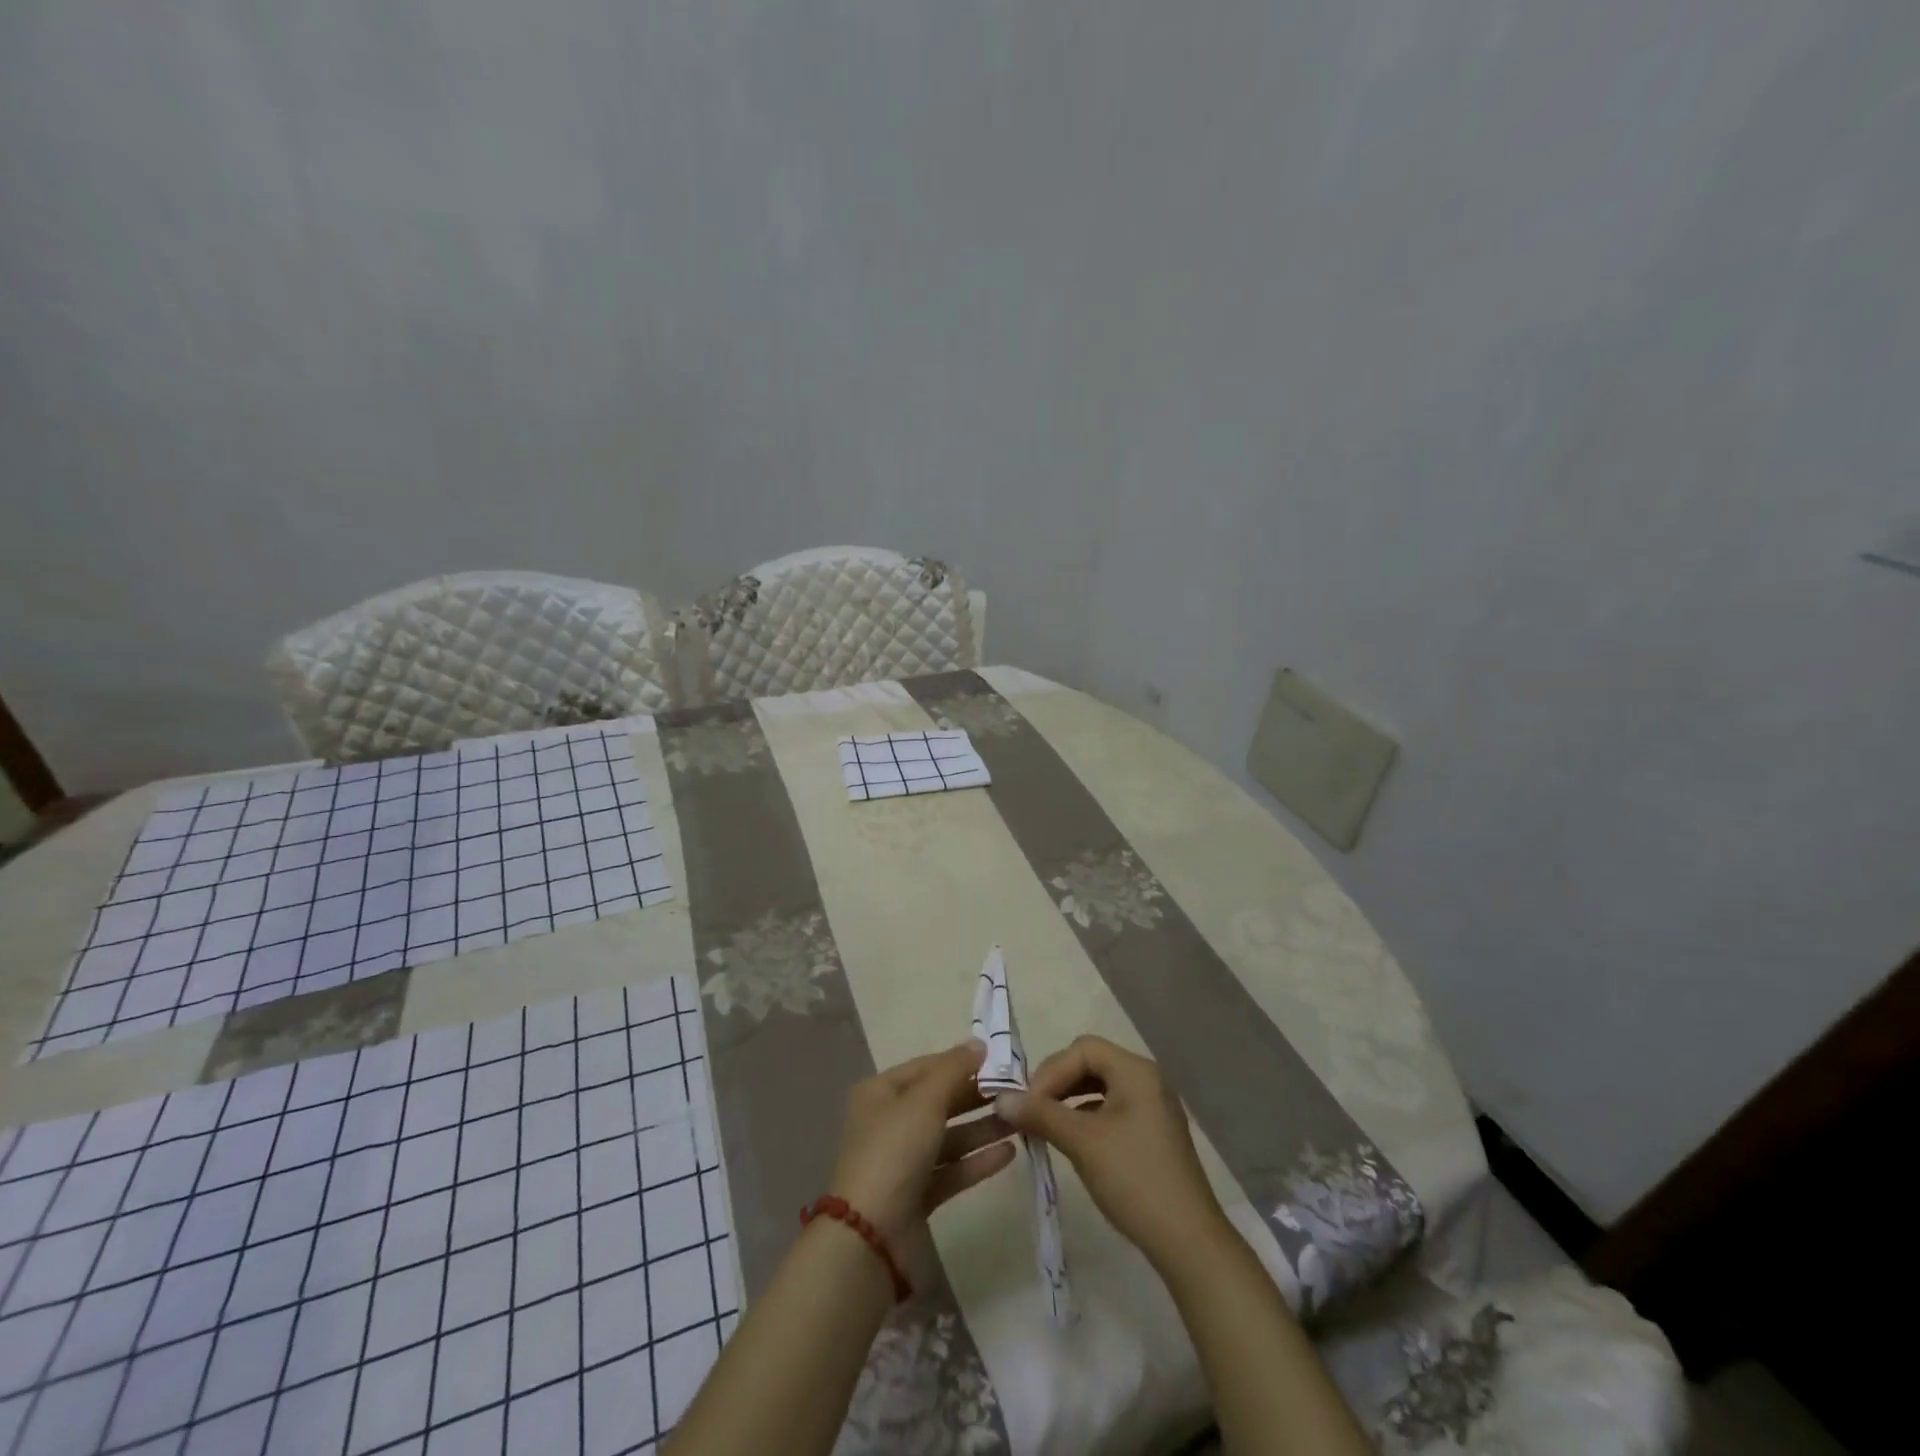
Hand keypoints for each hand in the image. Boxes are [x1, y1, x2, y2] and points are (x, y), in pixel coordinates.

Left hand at [826, 1040, 1016, 1245]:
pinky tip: (1009, 1152)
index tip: (999, 1060)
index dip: (960, 1061)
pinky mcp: (917, 1195)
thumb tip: (978, 1044)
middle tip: (1015, 1089)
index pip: (926, 1067)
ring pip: (949, 1137)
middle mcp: (889, 1122)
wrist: (870, 1237)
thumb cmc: (894, 1151)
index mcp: (880, 1093)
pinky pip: (952, 1169)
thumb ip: (954, 1070)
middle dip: (975, 1096)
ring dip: (982, 1128)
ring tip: (1020, 1120)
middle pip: (938, 1101)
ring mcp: (902, 1161)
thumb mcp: (925, 1100)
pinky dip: (977, 1160)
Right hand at [995, 1034, 1229, 1270]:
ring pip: (1100, 1087)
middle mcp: (1147, 1080)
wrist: (1188, 1242)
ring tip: (1045, 1125)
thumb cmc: (1134, 1179)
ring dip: (1069, 1100)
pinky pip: (1112, 1109)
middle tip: (1031, 1111)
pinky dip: (1086, 1117)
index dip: (1050, 1071)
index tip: (1028, 1103)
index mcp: (1136, 1071)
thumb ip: (1041, 1114)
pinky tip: (1071, 1140)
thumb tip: (1001, 1098)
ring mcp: (1152, 1107)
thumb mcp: (1082, 1143)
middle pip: (1091, 1063)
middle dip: (1057, 1083)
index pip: (1083, 1049)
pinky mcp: (1152, 1133)